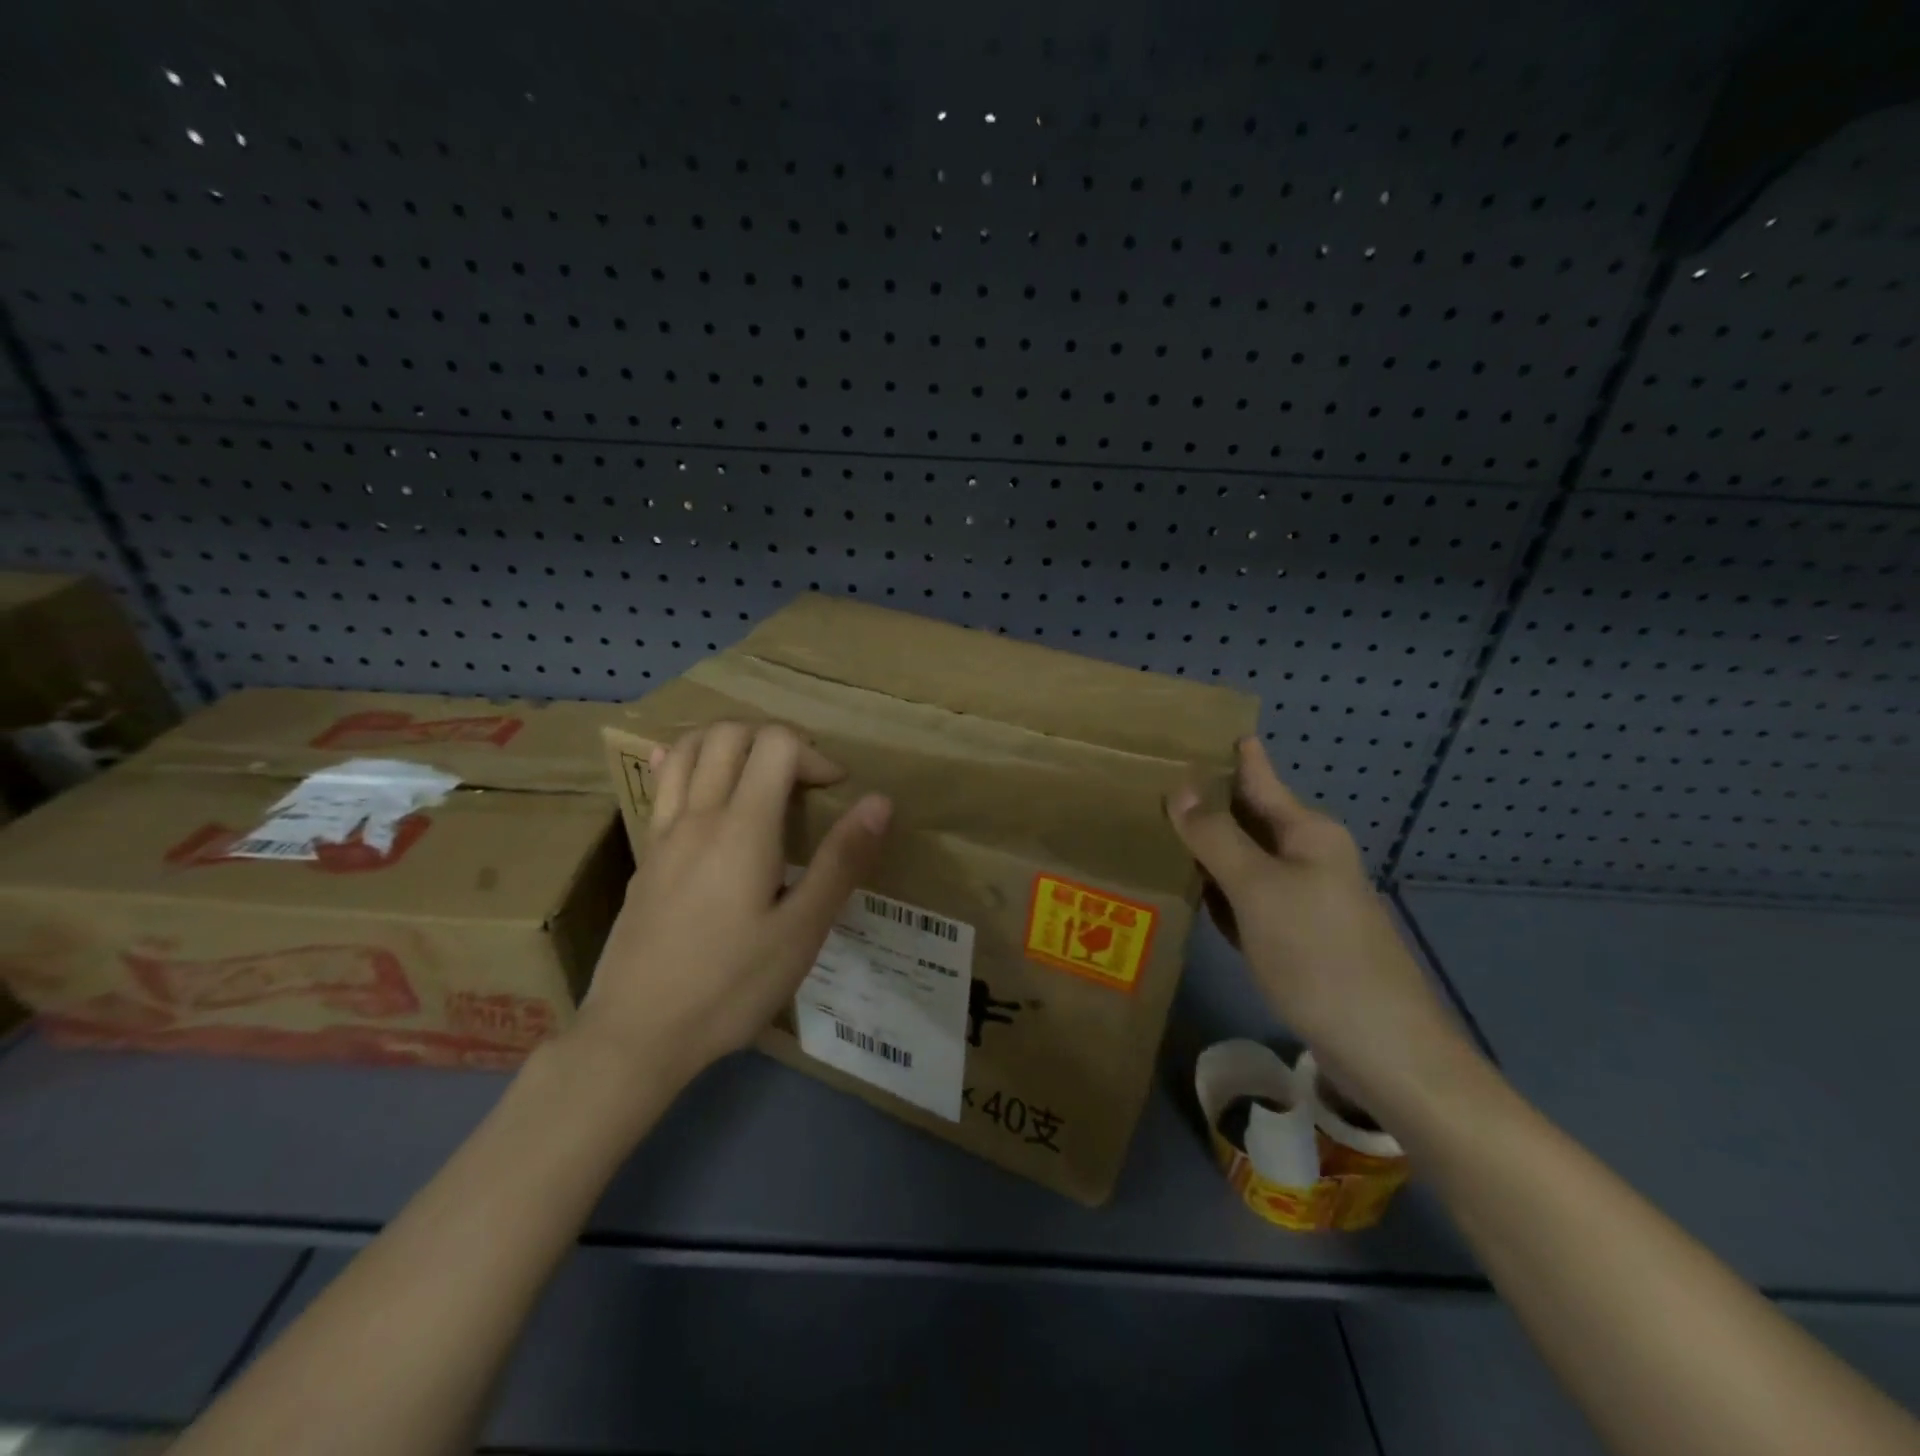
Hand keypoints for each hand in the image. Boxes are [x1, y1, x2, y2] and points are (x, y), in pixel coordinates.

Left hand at [568, 722, 892, 1084]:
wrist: (636, 1035)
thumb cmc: (730, 986)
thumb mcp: (802, 931)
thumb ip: (841, 861)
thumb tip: (879, 801)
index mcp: (742, 828)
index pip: (776, 744)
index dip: (814, 754)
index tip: (834, 792)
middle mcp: (699, 815)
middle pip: (731, 733)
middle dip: (776, 739)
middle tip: (802, 779)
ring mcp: (664, 833)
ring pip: (689, 748)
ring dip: (730, 742)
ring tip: (758, 772)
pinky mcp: (646, 855)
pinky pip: (663, 784)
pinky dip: (688, 763)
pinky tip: (703, 783)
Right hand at [1166, 738, 1476, 1122]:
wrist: (1382, 1048)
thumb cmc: (1318, 956)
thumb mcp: (1259, 890)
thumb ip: (1216, 837)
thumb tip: (1180, 787)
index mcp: (1307, 832)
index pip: (1258, 776)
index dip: (1228, 753)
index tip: (1192, 730)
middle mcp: (1308, 855)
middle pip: (1248, 817)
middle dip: (1204, 801)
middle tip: (1149, 781)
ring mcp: (1303, 897)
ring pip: (1244, 858)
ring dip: (1207, 846)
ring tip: (1156, 827)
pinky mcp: (1296, 935)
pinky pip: (1247, 897)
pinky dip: (1218, 889)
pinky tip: (1188, 887)